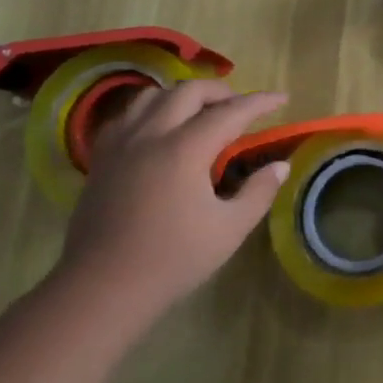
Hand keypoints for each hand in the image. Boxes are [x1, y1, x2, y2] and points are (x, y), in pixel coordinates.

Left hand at [56, 79, 288, 321]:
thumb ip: (259, 192)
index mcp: (185, 149)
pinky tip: (159, 127)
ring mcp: (120, 145)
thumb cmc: (171, 261)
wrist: (100, 291)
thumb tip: (280, 166)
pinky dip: (150, 110)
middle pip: (189, 91)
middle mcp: (151, 135)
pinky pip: (126, 116)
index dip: (260, 102)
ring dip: (183, 95)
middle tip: (241, 106)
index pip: (231, 111)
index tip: (282, 98)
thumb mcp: (229, 230)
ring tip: (200, 112)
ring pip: (153, 95)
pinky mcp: (100, 160)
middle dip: (221, 91)